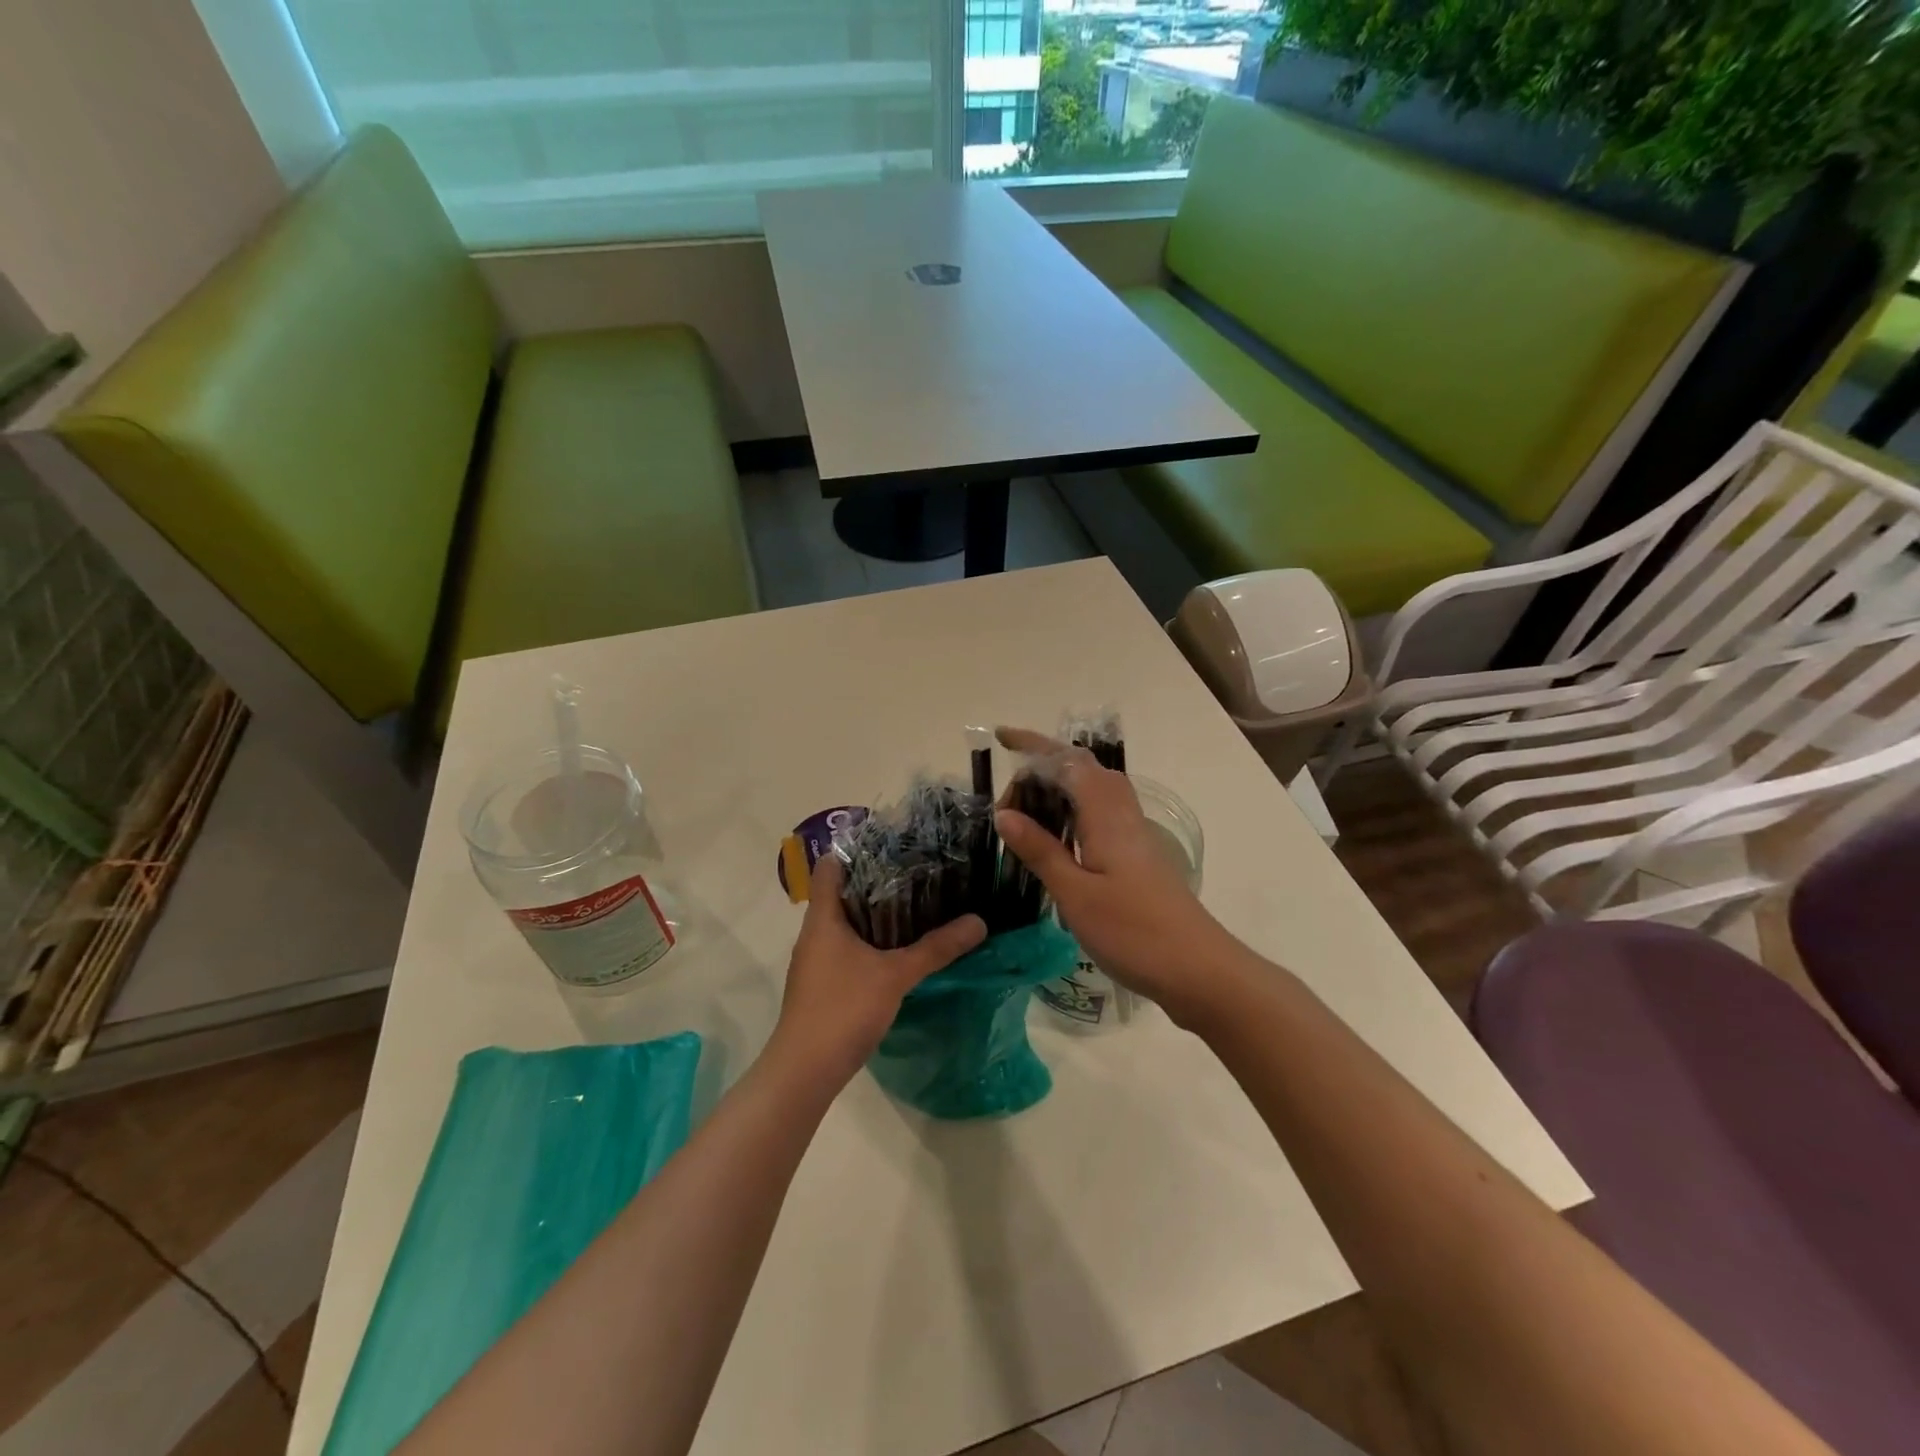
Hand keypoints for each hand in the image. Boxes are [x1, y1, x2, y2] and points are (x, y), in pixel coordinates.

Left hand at [769, 853, 985, 1087]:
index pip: (830, 867)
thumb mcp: (896, 975)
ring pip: (846, 924)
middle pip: (842, 893)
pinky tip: (899, 950)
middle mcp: (815, 933)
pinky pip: (847, 949)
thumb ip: (936, 948)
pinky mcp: (823, 985)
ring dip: (875, 915)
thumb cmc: (843, 1008)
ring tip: (917, 904)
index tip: (893, 843)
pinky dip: (871, 943)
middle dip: (877, 881)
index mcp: (823, 918)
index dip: (857, 850)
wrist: (804, 1072)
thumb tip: (979, 921)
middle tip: (918, 871)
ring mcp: (816, 961)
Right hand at [994, 727, 1240, 1027]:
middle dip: (1041, 771)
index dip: (1034, 745)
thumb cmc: (1133, 932)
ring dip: (1057, 792)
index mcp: (1106, 815)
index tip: (1001, 738)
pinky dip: (1071, 815)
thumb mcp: (1075, 894)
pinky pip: (1099, 816)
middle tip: (1006, 804)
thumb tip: (1004, 814)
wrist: (1198, 970)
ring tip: (1023, 816)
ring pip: (1093, 793)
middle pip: (1082, 770)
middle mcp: (1123, 815)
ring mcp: (1134, 836)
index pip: (1067, 761)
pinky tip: (1056, 843)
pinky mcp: (1138, 857)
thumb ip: (1041, 850)